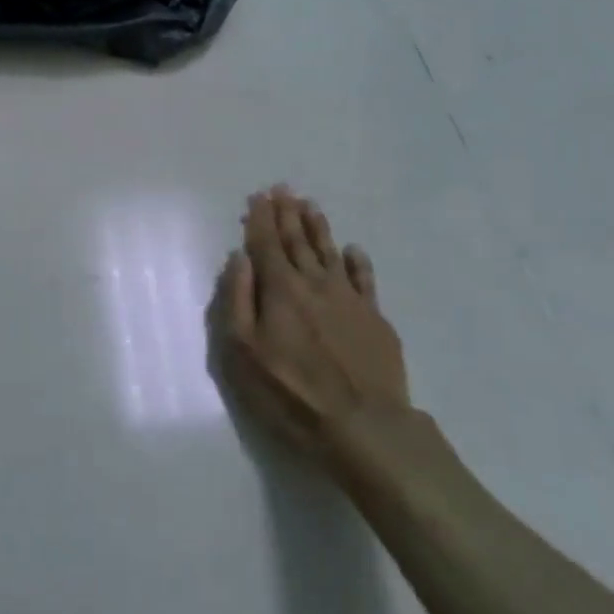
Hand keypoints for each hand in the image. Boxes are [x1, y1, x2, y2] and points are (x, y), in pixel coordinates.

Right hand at [209, 187, 411, 491]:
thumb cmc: (290, 392)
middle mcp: (315, 284)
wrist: (364, 425)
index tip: (259, 196)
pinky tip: (354, 249)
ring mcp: (349, 299)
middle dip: (287, 214)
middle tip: (283, 189)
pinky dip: (358, 261)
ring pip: (330, 253)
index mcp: (280, 290)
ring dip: (318, 228)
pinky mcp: (375, 319)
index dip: (261, 220)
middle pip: (298, 242)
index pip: (266, 245)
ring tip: (311, 206)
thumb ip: (238, 300)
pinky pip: (365, 279)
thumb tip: (239, 259)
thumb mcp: (243, 351)